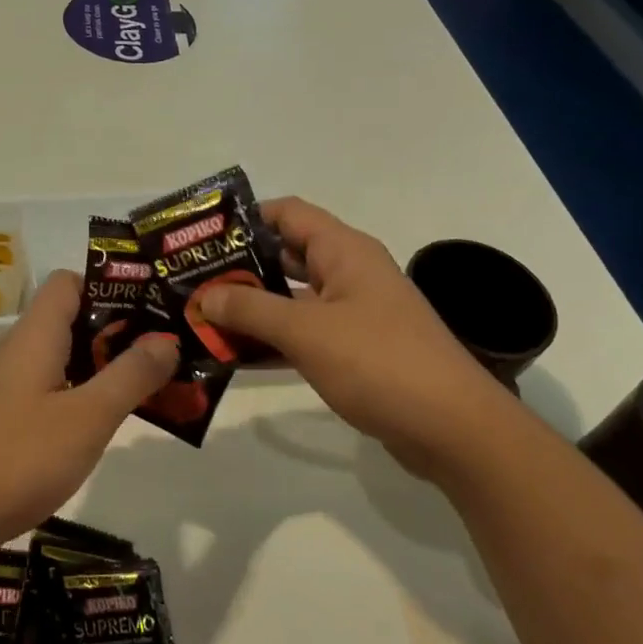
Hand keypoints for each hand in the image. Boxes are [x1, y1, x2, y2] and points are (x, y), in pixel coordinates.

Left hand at [0, 271, 178, 552]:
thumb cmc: (20, 459)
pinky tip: (101, 424)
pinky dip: (79, 395)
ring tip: (146, 386)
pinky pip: (47, 390)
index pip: (68, 282)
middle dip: (116, 331)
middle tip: (162, 352)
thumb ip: (131, 376)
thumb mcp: (88, 417)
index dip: (109, 286)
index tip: (150, 309)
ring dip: (100, 367)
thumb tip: (166, 340)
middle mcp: (16, 352)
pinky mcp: (1, 419)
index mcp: (35, 336)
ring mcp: (5, 387)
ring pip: (60, 358)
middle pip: (68, 319)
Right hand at [194, 197, 529, 479]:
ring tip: (199, 317)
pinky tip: (232, 356)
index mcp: (344, 252)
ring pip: (290, 299)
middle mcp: (348, 274)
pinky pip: (302, 335)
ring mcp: (352, 314)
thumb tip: (204, 295)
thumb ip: (251, 309)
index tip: (201, 237)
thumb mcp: (306, 331)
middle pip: (284, 256)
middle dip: (238, 268)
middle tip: (189, 280)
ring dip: (250, 308)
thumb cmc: (379, 363)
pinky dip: (271, 341)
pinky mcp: (353, 351)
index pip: (287, 214)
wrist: (453, 429)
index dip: (244, 218)